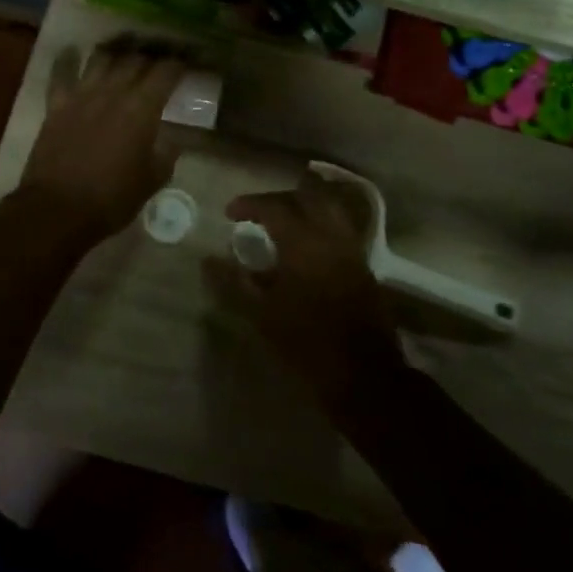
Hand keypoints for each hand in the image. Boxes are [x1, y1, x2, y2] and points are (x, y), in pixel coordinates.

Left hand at [17, 40, 187, 246]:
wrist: (58, 209)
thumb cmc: (112, 198)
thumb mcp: (152, 180)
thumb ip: (167, 154)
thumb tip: (173, 139)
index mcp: (142, 109)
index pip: (166, 72)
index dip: (180, 63)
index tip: (188, 62)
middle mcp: (113, 92)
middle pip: (135, 59)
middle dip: (152, 55)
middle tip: (160, 59)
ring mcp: (81, 95)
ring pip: (101, 58)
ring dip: (117, 53)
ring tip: (125, 54)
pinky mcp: (56, 105)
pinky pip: (61, 73)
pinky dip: (68, 60)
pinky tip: (72, 52)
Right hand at [213, 174, 398, 404]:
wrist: (363, 374)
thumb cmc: (306, 344)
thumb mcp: (261, 315)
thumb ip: (234, 283)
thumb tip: (208, 260)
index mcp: (303, 242)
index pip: (274, 206)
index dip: (249, 204)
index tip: (229, 213)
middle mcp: (330, 236)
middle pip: (306, 197)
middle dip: (278, 198)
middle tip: (256, 212)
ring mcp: (351, 248)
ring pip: (328, 208)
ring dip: (303, 206)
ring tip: (281, 222)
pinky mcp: (363, 265)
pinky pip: (340, 227)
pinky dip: (320, 223)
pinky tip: (305, 245)